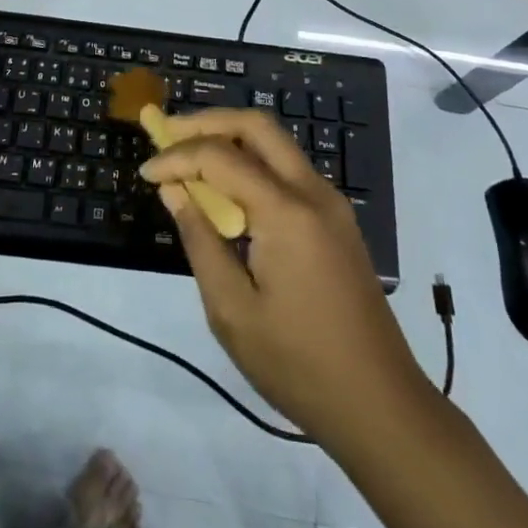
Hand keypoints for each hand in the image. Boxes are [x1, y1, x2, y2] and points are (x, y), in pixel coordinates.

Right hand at [140, 110, 428, 443]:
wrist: (380, 405)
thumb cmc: (298, 364)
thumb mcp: (232, 311)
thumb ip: (200, 240)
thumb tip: (174, 190)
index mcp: (286, 212)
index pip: (221, 157)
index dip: (177, 157)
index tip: (146, 173)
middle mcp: (313, 192)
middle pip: (256, 125)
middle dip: (207, 122)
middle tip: (168, 134)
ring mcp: (331, 203)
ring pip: (276, 143)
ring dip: (231, 139)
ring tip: (190, 157)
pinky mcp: (337, 219)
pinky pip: (288, 170)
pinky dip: (252, 163)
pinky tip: (227, 189)